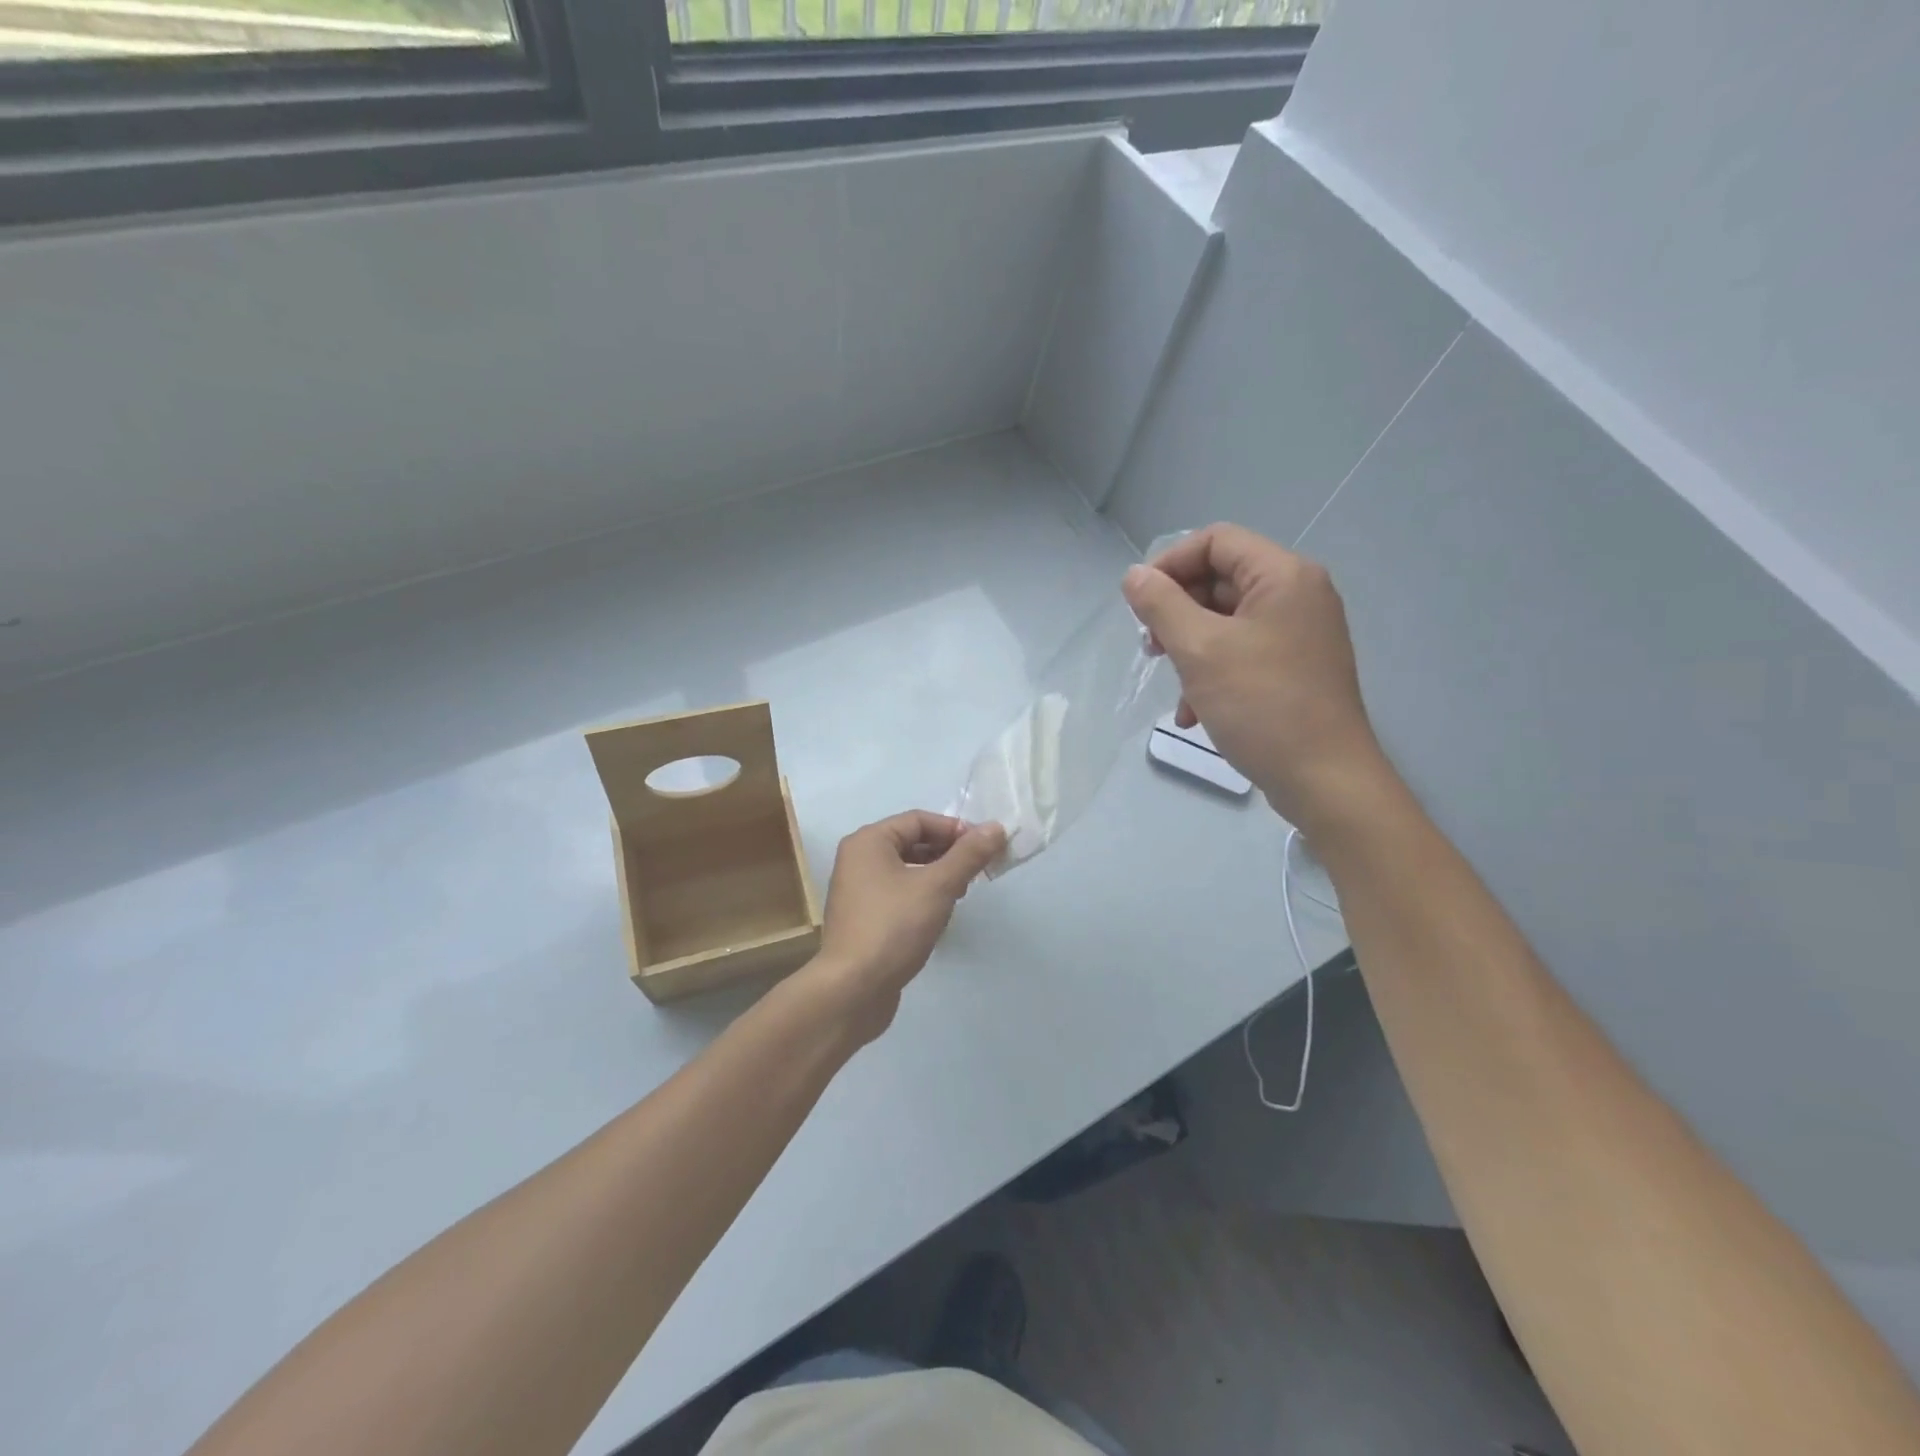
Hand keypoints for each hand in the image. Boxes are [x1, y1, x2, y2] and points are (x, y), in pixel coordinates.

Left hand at [804, 811, 1006, 1043]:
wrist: (853, 990)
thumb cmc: (894, 927)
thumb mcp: (938, 886)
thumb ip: (968, 855)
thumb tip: (996, 827)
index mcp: (868, 842)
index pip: (919, 820)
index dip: (955, 829)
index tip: (986, 847)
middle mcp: (858, 859)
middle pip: (912, 842)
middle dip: (948, 853)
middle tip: (978, 870)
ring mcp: (857, 891)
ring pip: (906, 870)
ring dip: (937, 875)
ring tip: (962, 892)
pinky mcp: (863, 918)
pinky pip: (898, 893)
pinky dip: (922, 896)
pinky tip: (940, 915)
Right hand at [1121, 523, 1390, 835]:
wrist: (1325, 779)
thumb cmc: (1262, 705)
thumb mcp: (1200, 651)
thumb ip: (1161, 605)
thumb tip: (1133, 576)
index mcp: (1283, 576)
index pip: (1216, 541)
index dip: (1170, 564)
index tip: (1139, 603)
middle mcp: (1297, 595)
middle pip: (1220, 580)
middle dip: (1177, 612)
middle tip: (1151, 647)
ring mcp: (1299, 634)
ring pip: (1226, 622)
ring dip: (1189, 648)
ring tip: (1171, 684)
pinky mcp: (1295, 668)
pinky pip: (1243, 652)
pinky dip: (1212, 673)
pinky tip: (1193, 713)